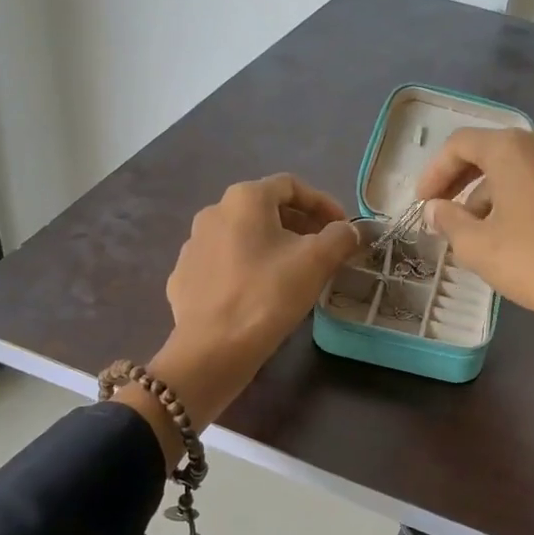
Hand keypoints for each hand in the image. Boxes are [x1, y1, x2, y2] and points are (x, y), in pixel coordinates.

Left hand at [115, 174, 357, 452]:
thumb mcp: (317, 262)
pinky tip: (261, 292)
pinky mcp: (184, 277)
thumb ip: (340, 237)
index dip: (323, 203)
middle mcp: (213, 212)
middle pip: (265, 209)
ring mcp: (193, 246)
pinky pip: (224, 263)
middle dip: (299, 225)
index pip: (291, 186)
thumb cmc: (268, 295)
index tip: (343, 227)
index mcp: (244, 199)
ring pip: (243, 237)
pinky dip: (248, 268)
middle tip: (325, 249)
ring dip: (273, 246)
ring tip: (295, 272)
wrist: (213, 349)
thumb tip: (349, 230)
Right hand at [416, 129, 533, 426]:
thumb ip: (449, 221)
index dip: (435, 171)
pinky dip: (529, 199)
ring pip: (525, 168)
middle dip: (465, 182)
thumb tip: (437, 209)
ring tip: (484, 230)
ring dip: (497, 192)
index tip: (423, 202)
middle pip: (495, 152)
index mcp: (514, 149)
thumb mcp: (477, 247)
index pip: (461, 145)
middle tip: (447, 212)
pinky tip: (525, 233)